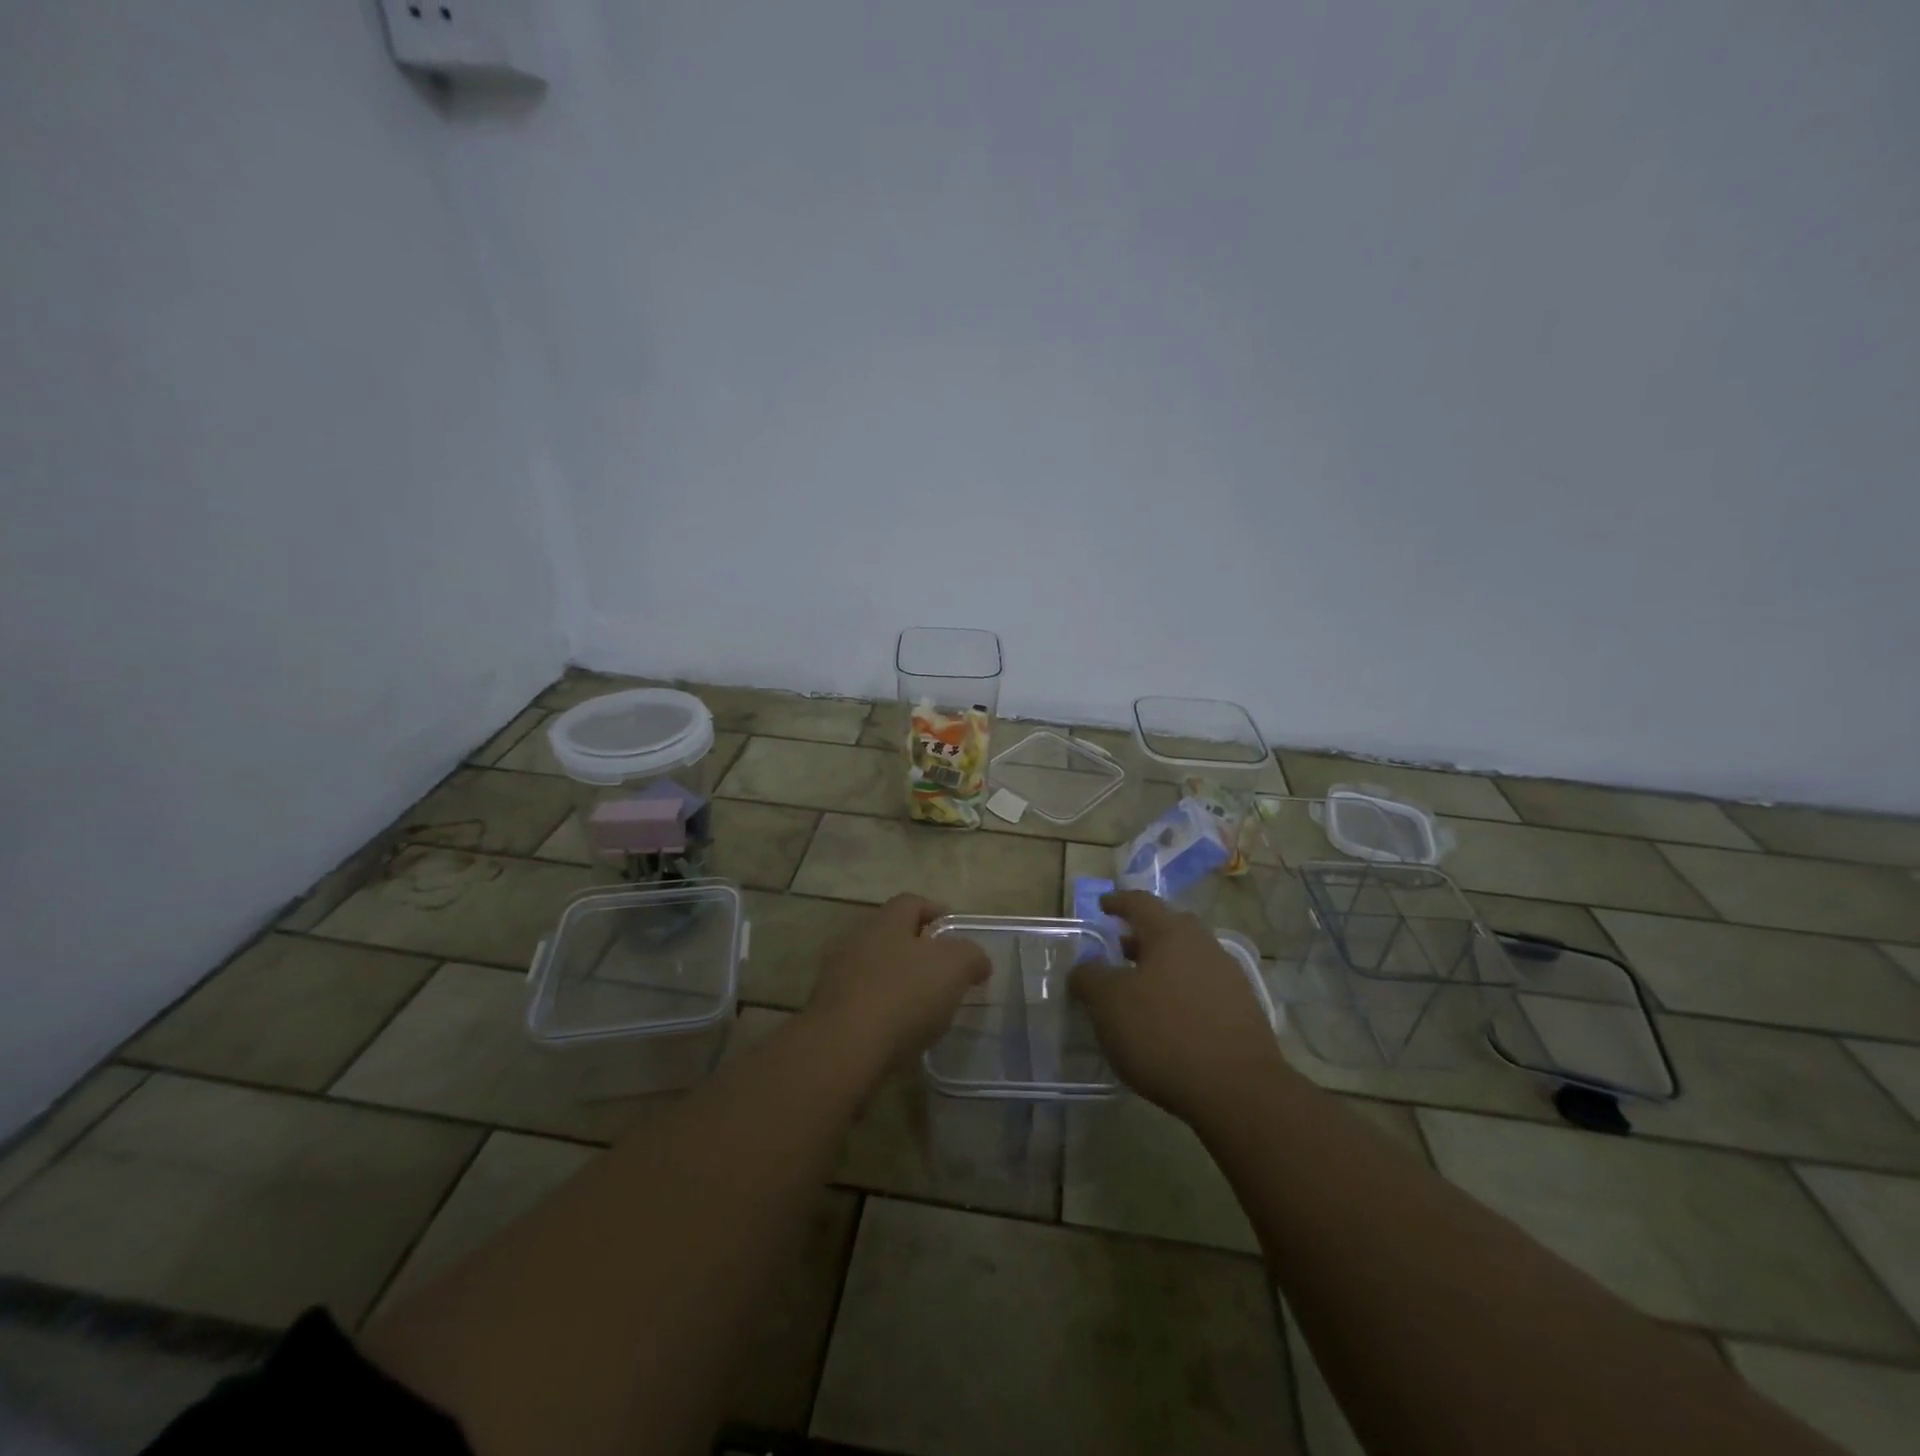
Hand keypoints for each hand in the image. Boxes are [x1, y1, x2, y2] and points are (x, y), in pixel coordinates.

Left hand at [805, 894, 990, 1073]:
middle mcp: (856, 940)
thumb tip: (977, 961)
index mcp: (886, 922)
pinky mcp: (827, 1012)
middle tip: (943, 972)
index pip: (911, 902)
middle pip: (891, 935)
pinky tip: (898, 1031)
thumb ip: (971, 956)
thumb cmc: (903, 995)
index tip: (955, 930)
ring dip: (897, 981)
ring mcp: (836, 976)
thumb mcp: (954, 968)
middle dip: (916, 950)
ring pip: (874, 969)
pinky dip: (881, 1010)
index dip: (935, 911)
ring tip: (923, 1006)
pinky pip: (862, 1002)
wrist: (843, 1048)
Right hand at [1072, 890, 1286, 1121]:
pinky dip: (1182, 993)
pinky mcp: (1244, 1011)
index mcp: (1171, 933)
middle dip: (1142, 936)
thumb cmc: (1163, 1033)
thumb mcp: (1108, 1004)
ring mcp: (1229, 977)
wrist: (1237, 1089)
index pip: (1140, 903)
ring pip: (1188, 959)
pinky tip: (1169, 1019)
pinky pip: (1204, 988)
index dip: (1118, 902)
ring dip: (1163, 966)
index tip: (1102, 906)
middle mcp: (1204, 945)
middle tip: (1119, 949)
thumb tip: (1084, 967)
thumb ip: (1090, 978)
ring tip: (1140, 989)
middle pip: (1169, 928)